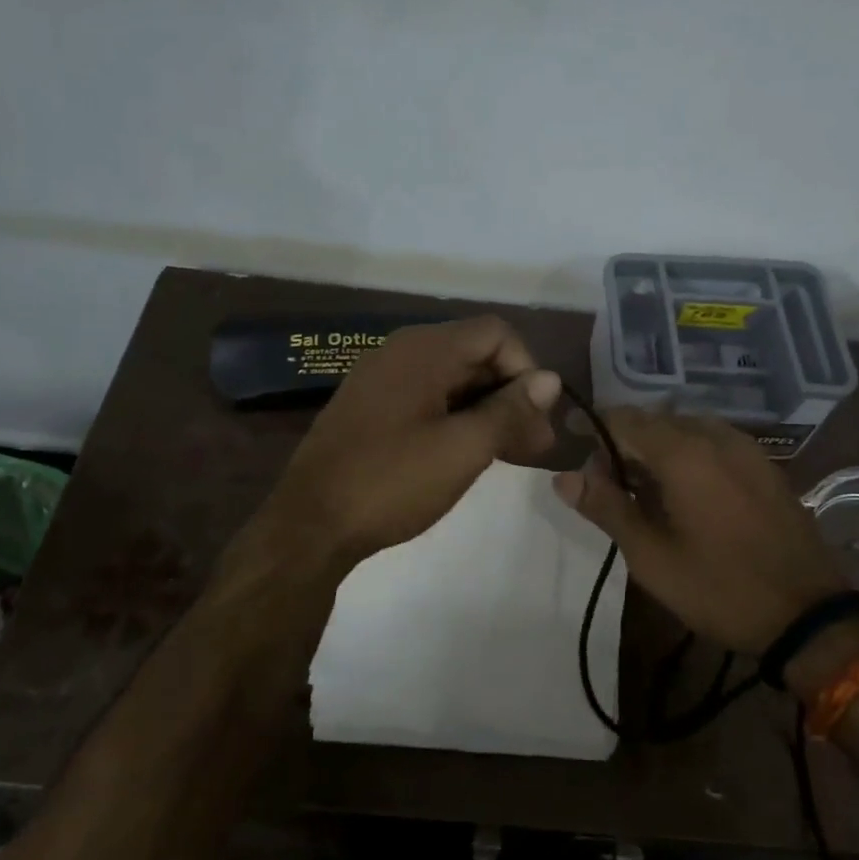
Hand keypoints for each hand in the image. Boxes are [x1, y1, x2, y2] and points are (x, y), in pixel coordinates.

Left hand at [266, 316, 561, 566]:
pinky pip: (428, 398)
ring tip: (511, 454)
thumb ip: (510, 410)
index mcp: (424, 349)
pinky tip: (469, 453)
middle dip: (511, 395)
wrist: (309, 526)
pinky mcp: (371, 408)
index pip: (496, 333)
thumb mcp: (463, 449)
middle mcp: (402, 352)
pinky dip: (457, 418)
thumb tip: (550, 380)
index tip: (536, 417)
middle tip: (536, 445)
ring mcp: (382, 380)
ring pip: (453, 380)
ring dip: (488, 410)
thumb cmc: (391, 482)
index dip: (526, 369)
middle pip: (475, 355)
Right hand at [553, 410, 842, 653]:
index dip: (594, 431)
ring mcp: (745, 447)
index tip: (575, 452)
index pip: (624, 419)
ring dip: (656, 448)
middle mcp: (715, 436)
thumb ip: (607, 509)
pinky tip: (684, 491)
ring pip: (685, 429)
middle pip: (655, 421)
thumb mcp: (652, 557)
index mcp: (684, 453)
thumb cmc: (721, 588)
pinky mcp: (763, 464)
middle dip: (624, 443)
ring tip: (643, 491)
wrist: (809, 614)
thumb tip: (563, 477)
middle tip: (607, 485)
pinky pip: (713, 442)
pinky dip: (687, 454)